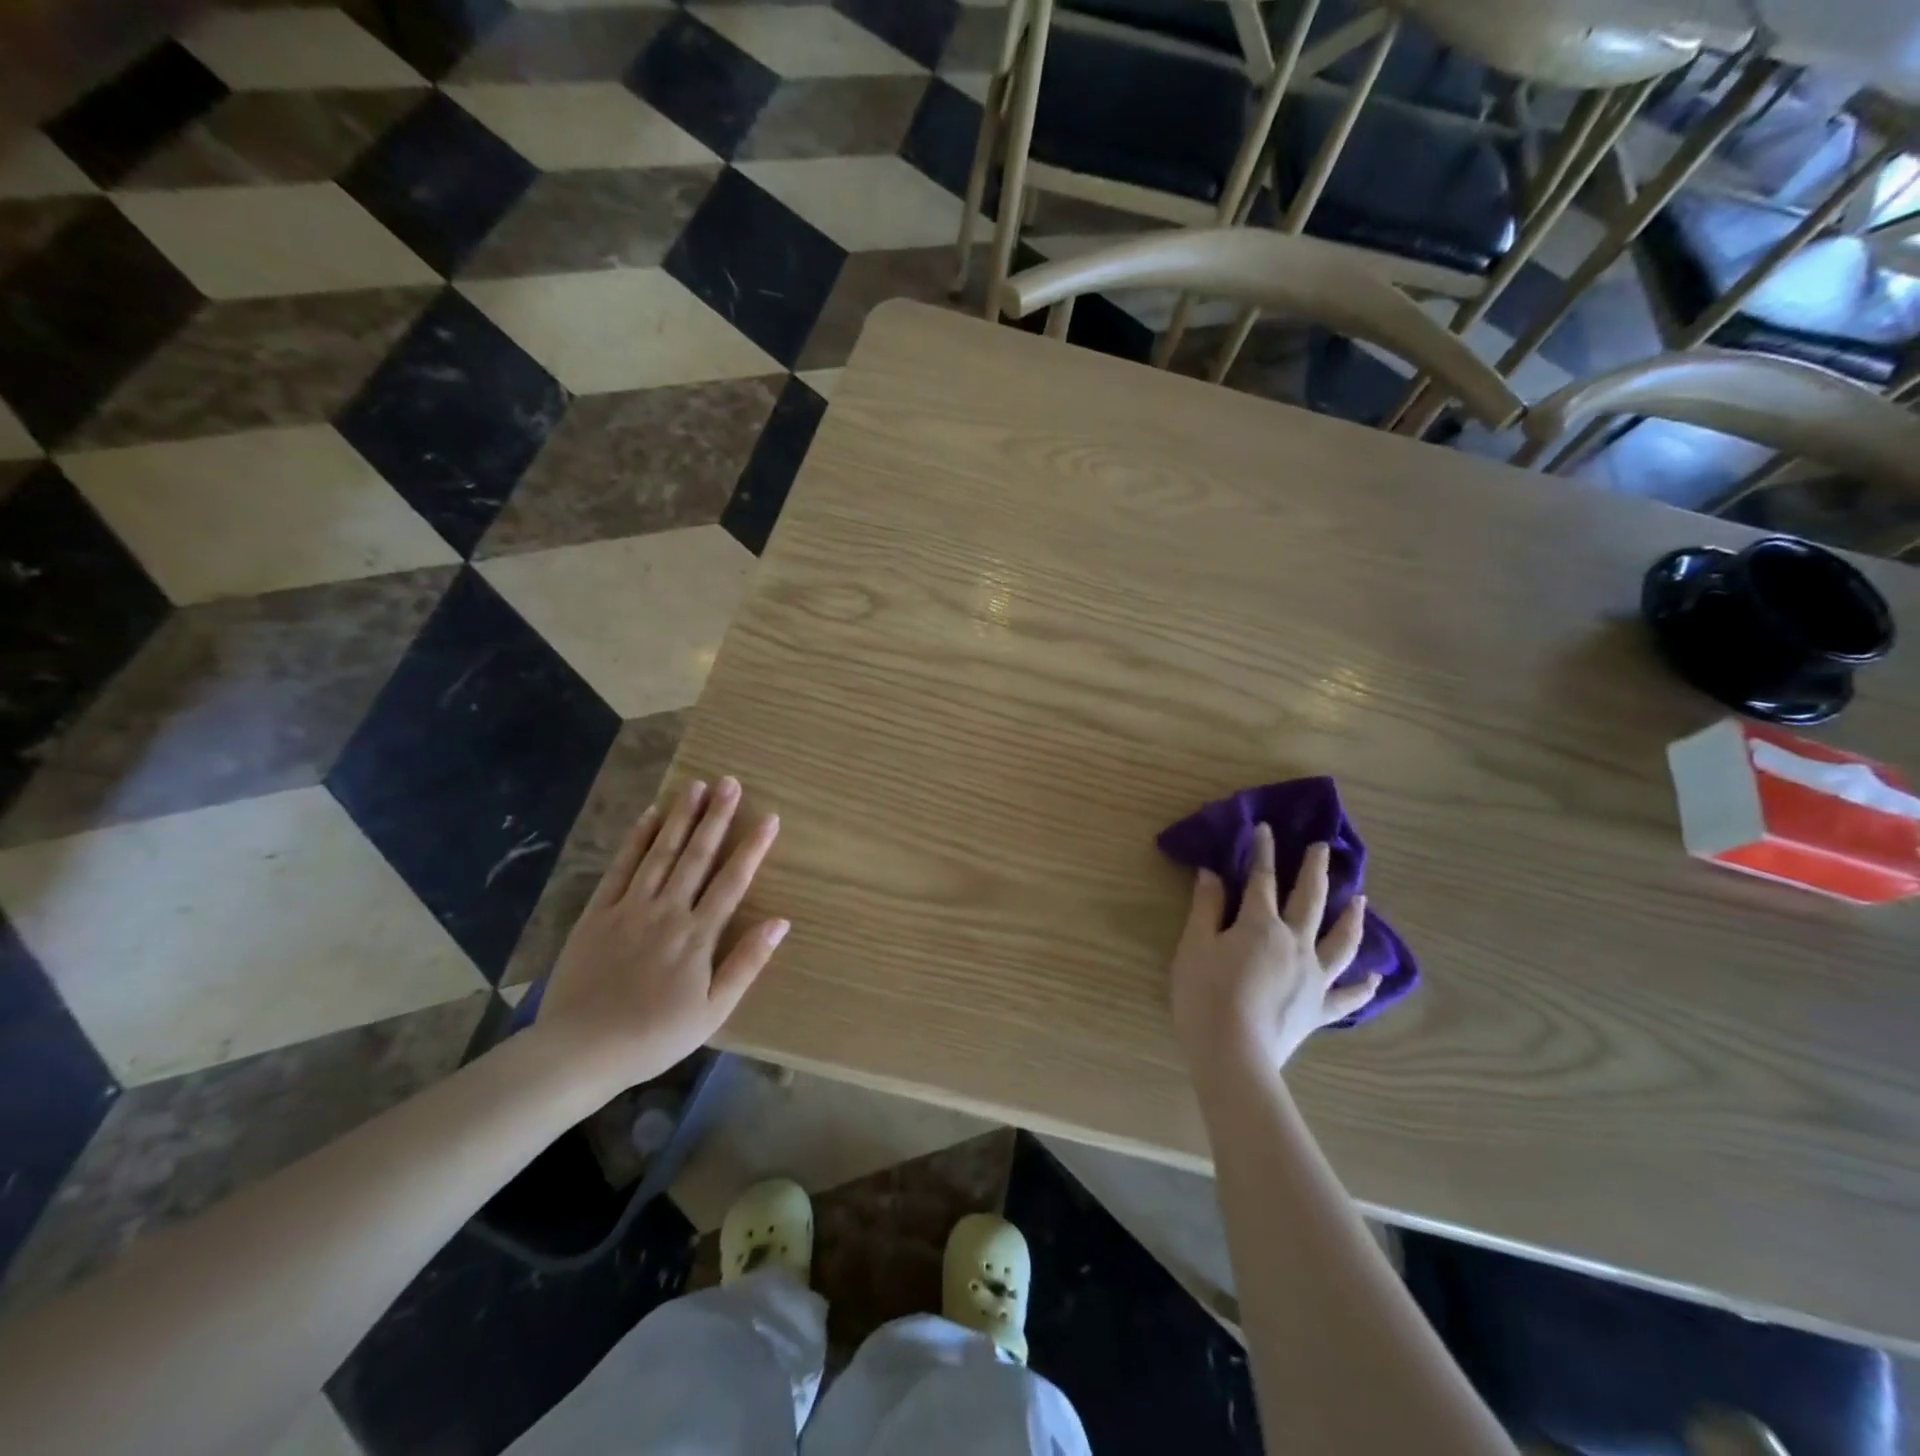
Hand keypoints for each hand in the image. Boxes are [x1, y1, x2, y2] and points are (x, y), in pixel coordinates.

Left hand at [534, 776, 787, 1089]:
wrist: (581, 1050)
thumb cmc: (656, 1035)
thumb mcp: (713, 1010)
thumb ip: (747, 962)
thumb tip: (780, 921)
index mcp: (698, 935)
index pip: (732, 881)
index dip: (752, 847)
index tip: (769, 817)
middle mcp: (667, 910)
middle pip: (696, 855)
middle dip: (716, 817)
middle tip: (730, 782)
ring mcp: (630, 907)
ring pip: (661, 853)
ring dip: (680, 817)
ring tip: (696, 785)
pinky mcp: (598, 913)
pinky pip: (620, 868)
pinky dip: (637, 839)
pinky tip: (650, 815)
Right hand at [1169, 827, 1379, 1072]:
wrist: (1233, 1052)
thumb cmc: (1205, 994)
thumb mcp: (1195, 945)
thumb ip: (1206, 907)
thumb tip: (1212, 873)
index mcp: (1260, 924)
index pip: (1261, 879)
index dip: (1262, 851)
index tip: (1266, 828)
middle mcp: (1295, 943)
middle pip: (1310, 900)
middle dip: (1314, 870)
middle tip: (1323, 847)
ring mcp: (1314, 977)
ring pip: (1340, 941)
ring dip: (1352, 917)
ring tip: (1361, 899)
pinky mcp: (1320, 1008)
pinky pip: (1348, 995)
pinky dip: (1364, 985)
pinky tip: (1377, 977)